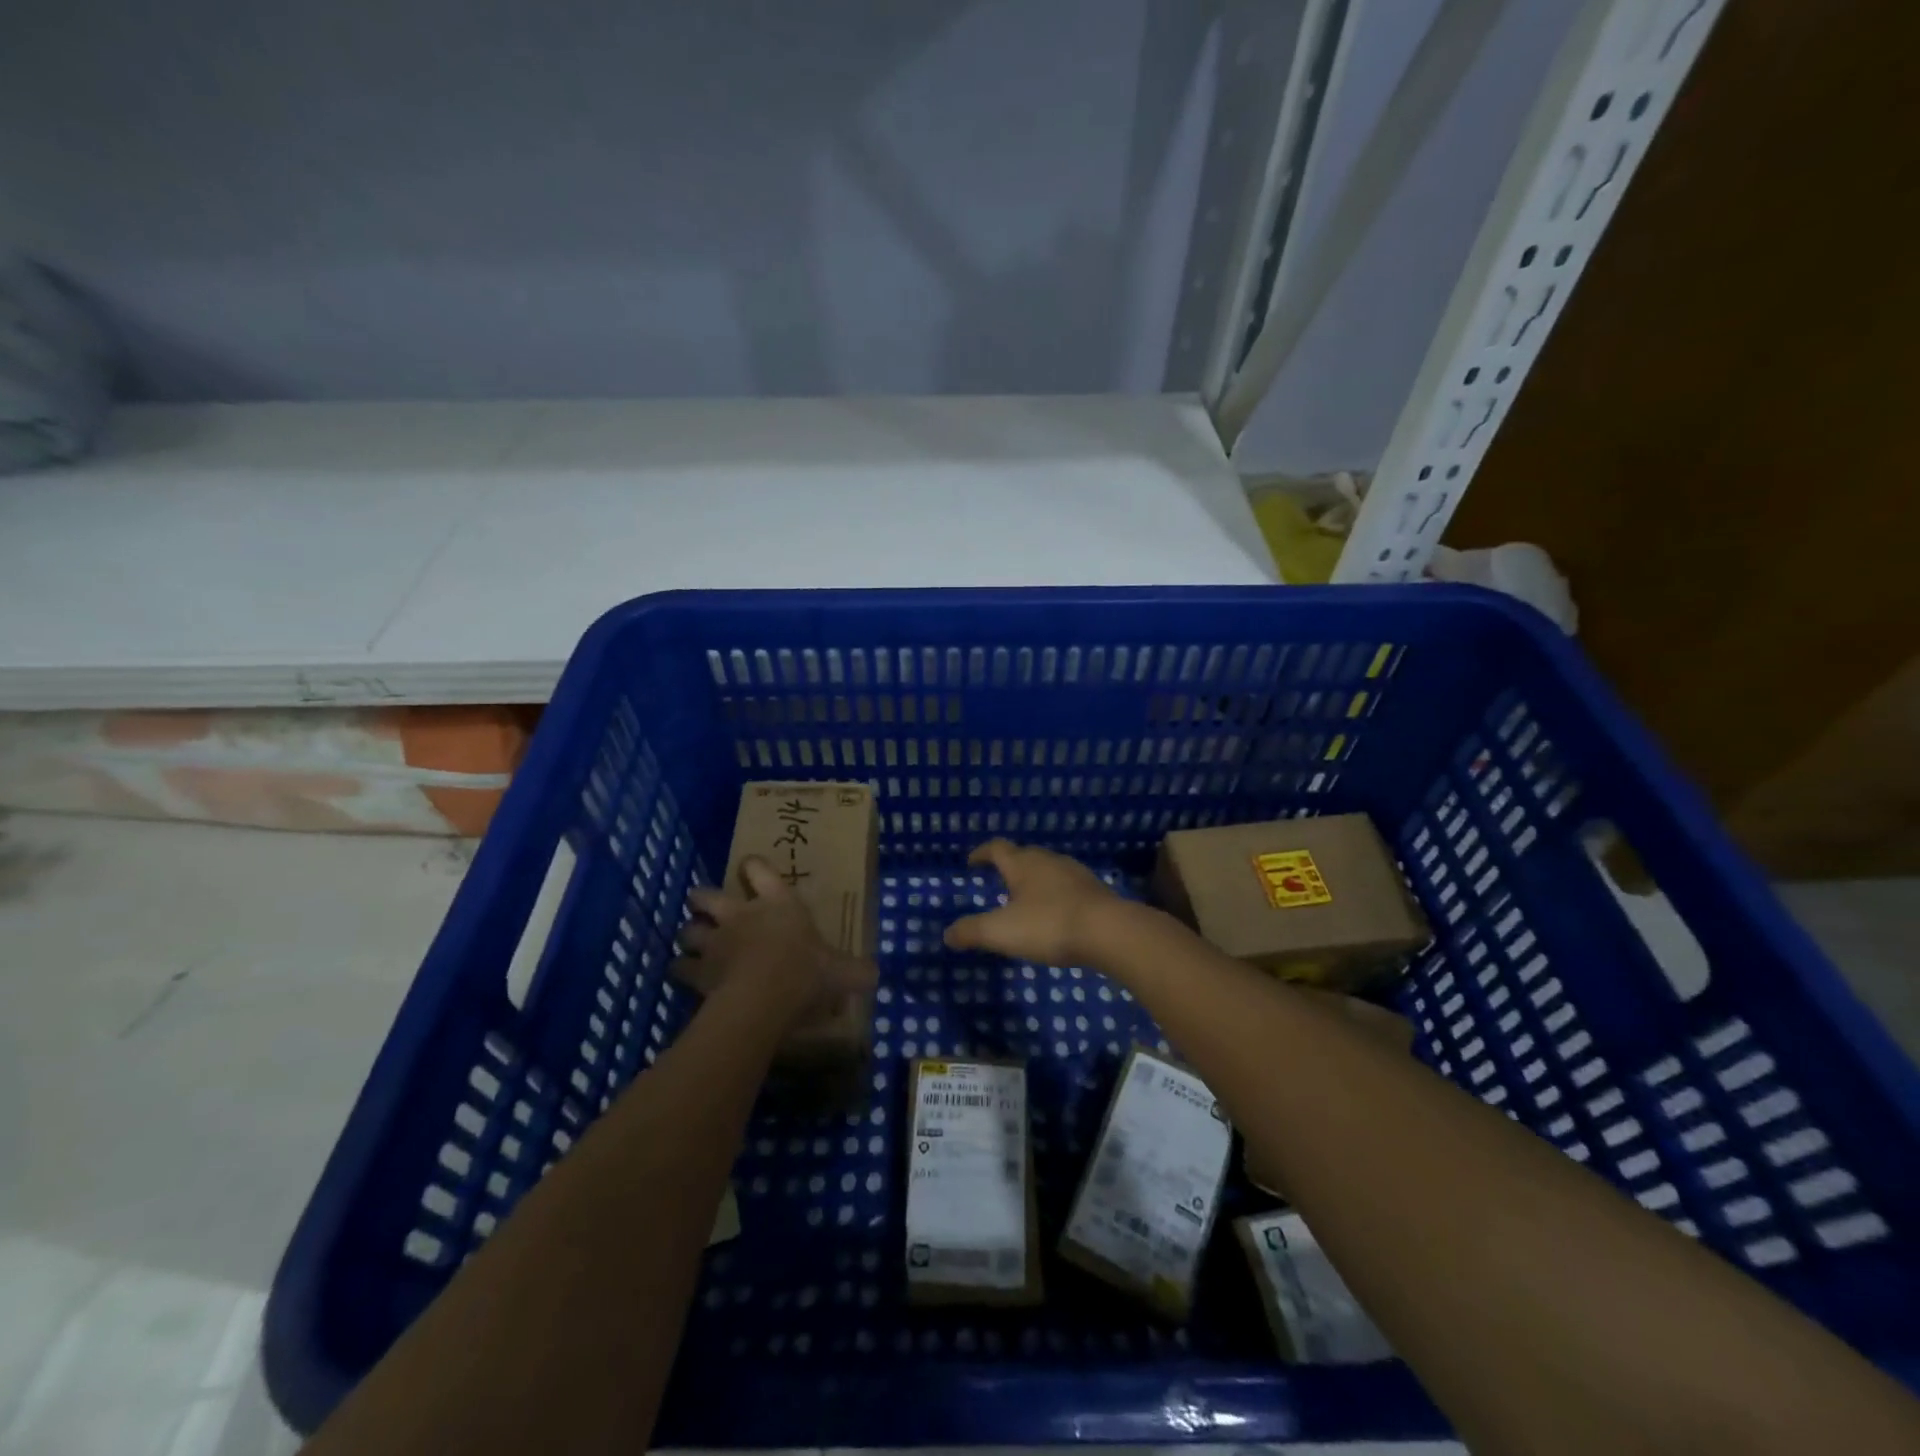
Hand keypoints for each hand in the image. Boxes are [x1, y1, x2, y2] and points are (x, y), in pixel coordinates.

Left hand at [674, 858, 876, 1026]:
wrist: (764, 998)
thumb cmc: (806, 972)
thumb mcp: (843, 972)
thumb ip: (857, 970)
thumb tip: (875, 974)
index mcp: (777, 903)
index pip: (759, 869)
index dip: (753, 867)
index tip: (750, 868)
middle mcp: (740, 915)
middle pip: (707, 896)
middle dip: (702, 899)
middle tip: (705, 907)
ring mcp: (715, 943)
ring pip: (688, 930)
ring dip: (689, 935)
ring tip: (693, 944)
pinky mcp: (697, 972)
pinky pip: (680, 967)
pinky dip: (681, 971)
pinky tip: (685, 978)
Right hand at [943, 839, 1120, 965]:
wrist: (1110, 932)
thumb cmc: (1049, 924)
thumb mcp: (1001, 932)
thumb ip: (972, 931)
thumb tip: (947, 934)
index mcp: (1022, 864)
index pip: (997, 848)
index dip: (981, 853)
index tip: (971, 862)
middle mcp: (1048, 861)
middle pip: (1024, 855)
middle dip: (1009, 865)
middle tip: (998, 881)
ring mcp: (1075, 873)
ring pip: (1048, 869)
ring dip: (1034, 880)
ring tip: (1026, 899)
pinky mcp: (1095, 890)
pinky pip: (1068, 886)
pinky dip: (1055, 894)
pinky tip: (1056, 913)